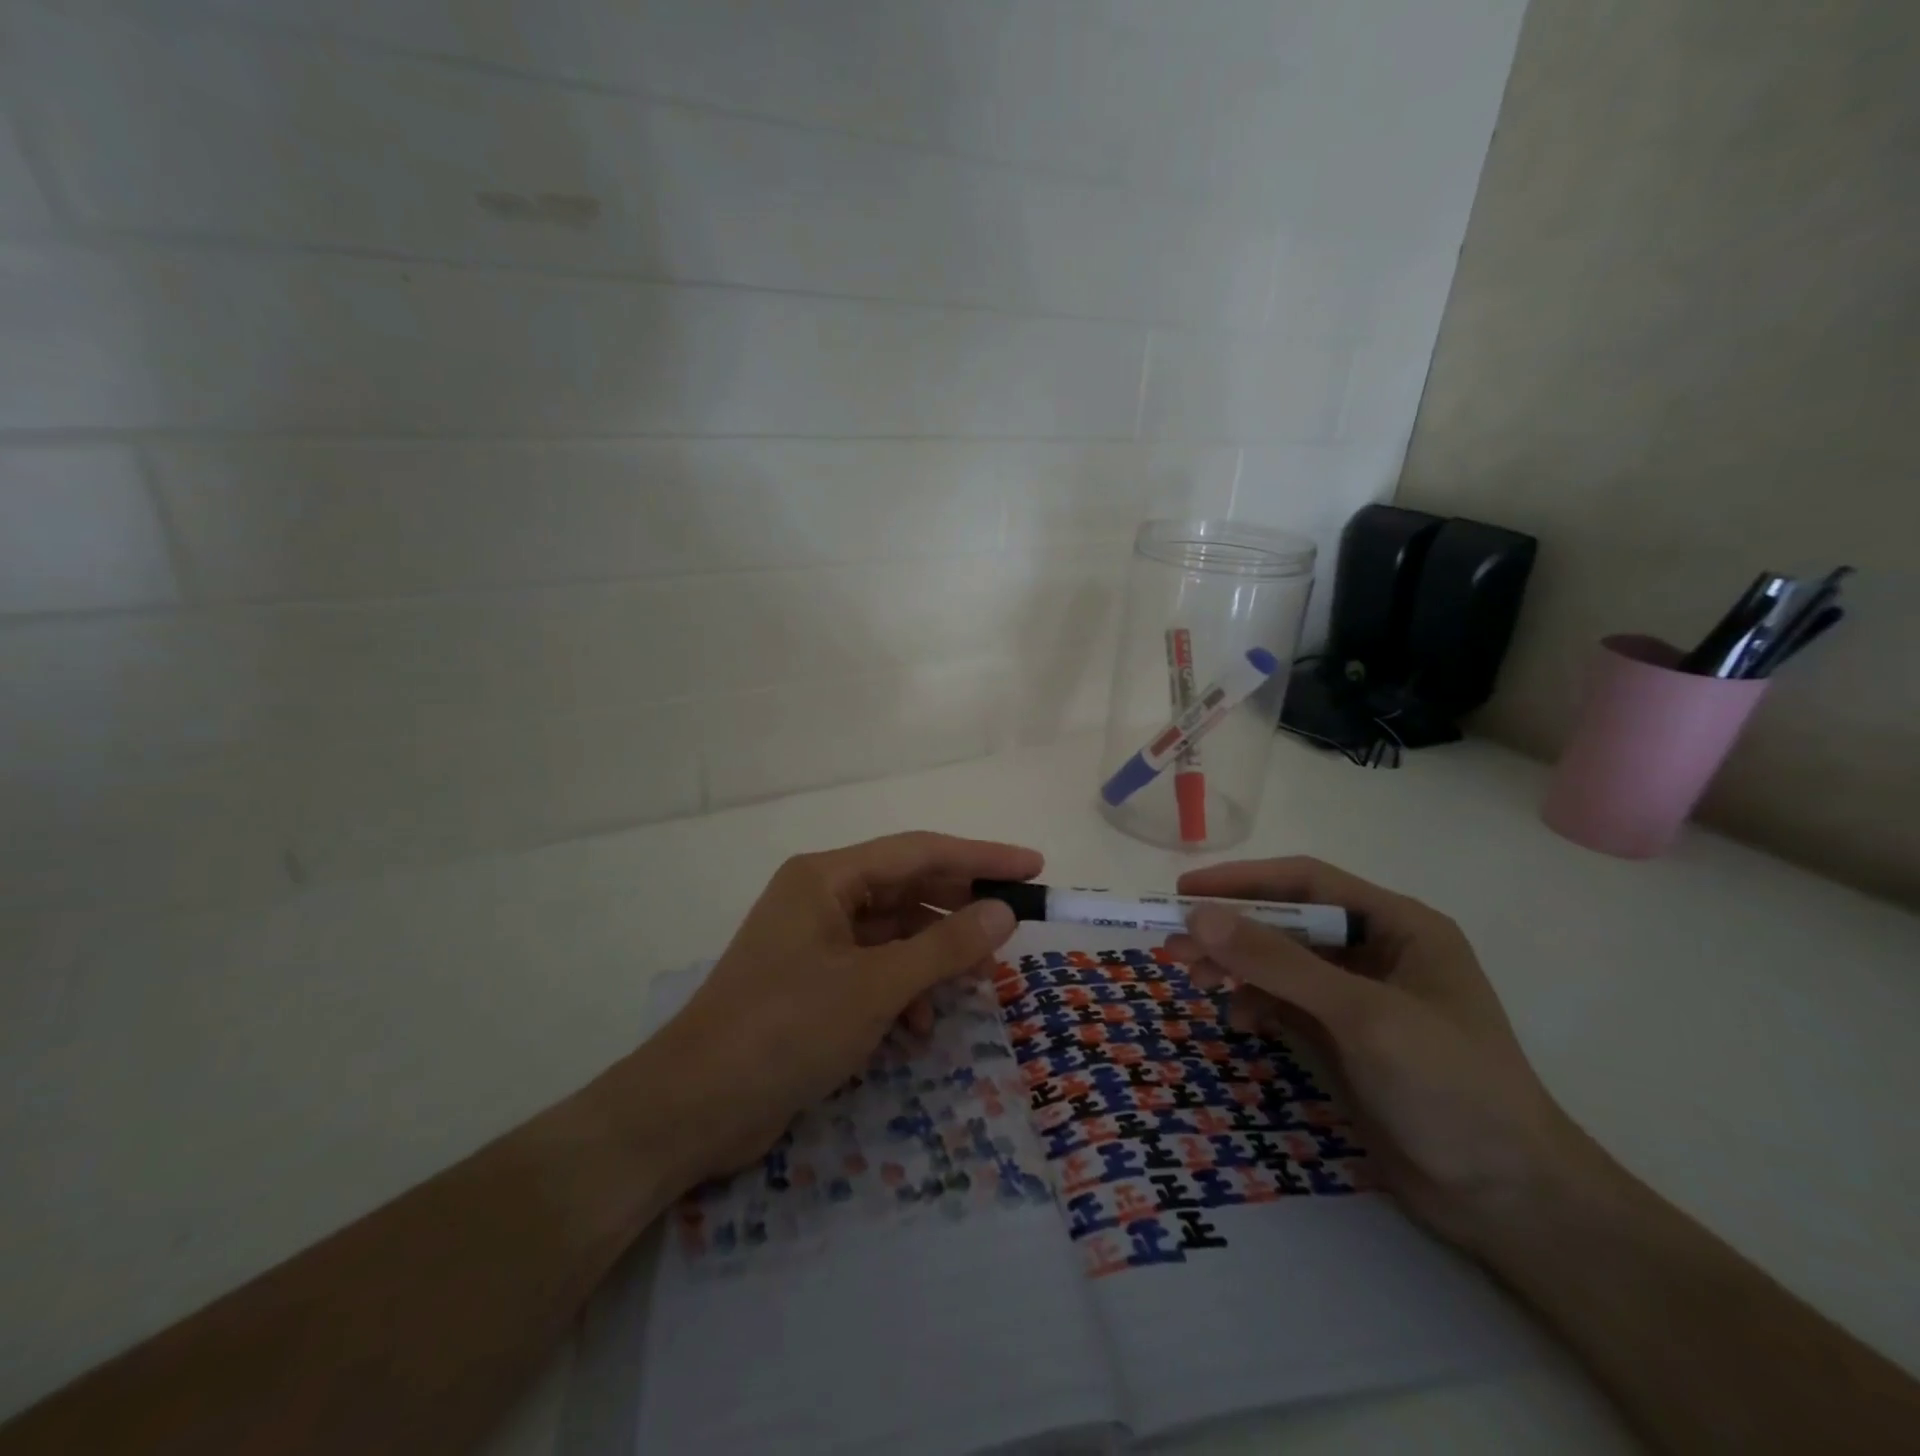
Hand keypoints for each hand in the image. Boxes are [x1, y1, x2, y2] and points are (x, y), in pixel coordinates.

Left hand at [643, 832, 1036, 1182]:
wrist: (694, 1108)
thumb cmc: (787, 1029)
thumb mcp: (876, 987)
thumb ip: (944, 946)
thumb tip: (1004, 912)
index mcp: (827, 877)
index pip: (919, 851)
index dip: (981, 857)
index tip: (1033, 867)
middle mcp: (821, 898)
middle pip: (907, 889)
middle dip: (959, 910)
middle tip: (1012, 927)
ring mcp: (814, 941)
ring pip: (894, 933)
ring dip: (934, 958)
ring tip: (975, 985)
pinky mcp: (812, 982)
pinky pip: (874, 969)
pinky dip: (904, 990)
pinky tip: (920, 1026)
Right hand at [1164, 857, 1578, 1253]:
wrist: (1509, 1201)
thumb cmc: (1449, 1086)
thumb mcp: (1361, 1014)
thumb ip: (1279, 962)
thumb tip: (1198, 917)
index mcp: (1398, 925)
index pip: (1307, 881)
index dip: (1243, 880)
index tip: (1185, 890)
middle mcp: (1377, 951)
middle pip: (1288, 922)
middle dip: (1231, 930)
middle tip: (1173, 943)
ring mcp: (1359, 997)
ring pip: (1280, 963)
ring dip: (1236, 967)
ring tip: (1191, 978)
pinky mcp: (1345, 1039)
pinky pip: (1285, 1003)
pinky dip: (1257, 1005)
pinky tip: (1240, 1021)